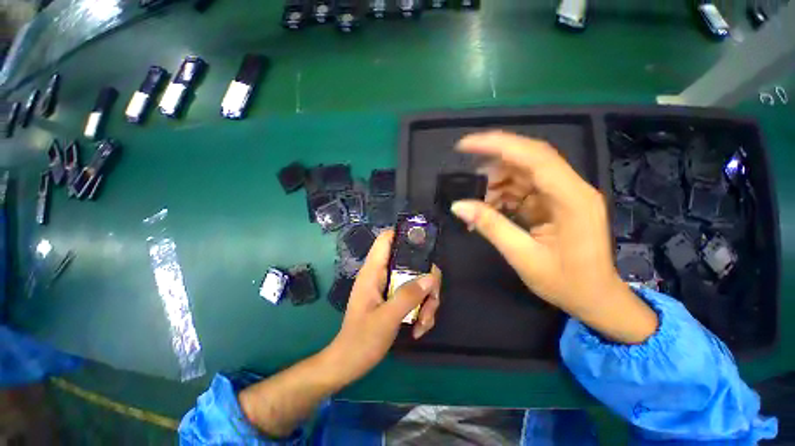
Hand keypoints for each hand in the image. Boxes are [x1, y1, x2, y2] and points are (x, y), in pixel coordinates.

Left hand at [325, 231, 441, 383]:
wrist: (350, 364)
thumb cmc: (362, 340)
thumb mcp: (387, 318)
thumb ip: (408, 296)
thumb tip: (431, 276)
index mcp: (374, 271)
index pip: (386, 239)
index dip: (404, 235)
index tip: (425, 246)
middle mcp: (383, 274)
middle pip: (412, 262)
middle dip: (427, 282)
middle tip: (431, 303)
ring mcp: (390, 287)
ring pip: (418, 281)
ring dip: (427, 301)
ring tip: (423, 324)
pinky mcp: (395, 299)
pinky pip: (416, 296)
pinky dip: (422, 310)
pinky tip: (419, 328)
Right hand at [450, 131, 656, 343]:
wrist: (596, 299)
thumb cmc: (566, 283)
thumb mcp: (523, 257)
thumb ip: (491, 226)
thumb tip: (457, 205)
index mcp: (571, 198)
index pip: (533, 156)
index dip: (497, 145)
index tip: (465, 145)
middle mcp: (571, 188)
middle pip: (528, 159)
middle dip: (493, 164)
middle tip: (468, 181)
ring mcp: (563, 194)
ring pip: (523, 173)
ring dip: (497, 184)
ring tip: (478, 203)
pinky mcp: (555, 202)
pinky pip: (524, 189)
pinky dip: (504, 196)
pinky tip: (491, 209)